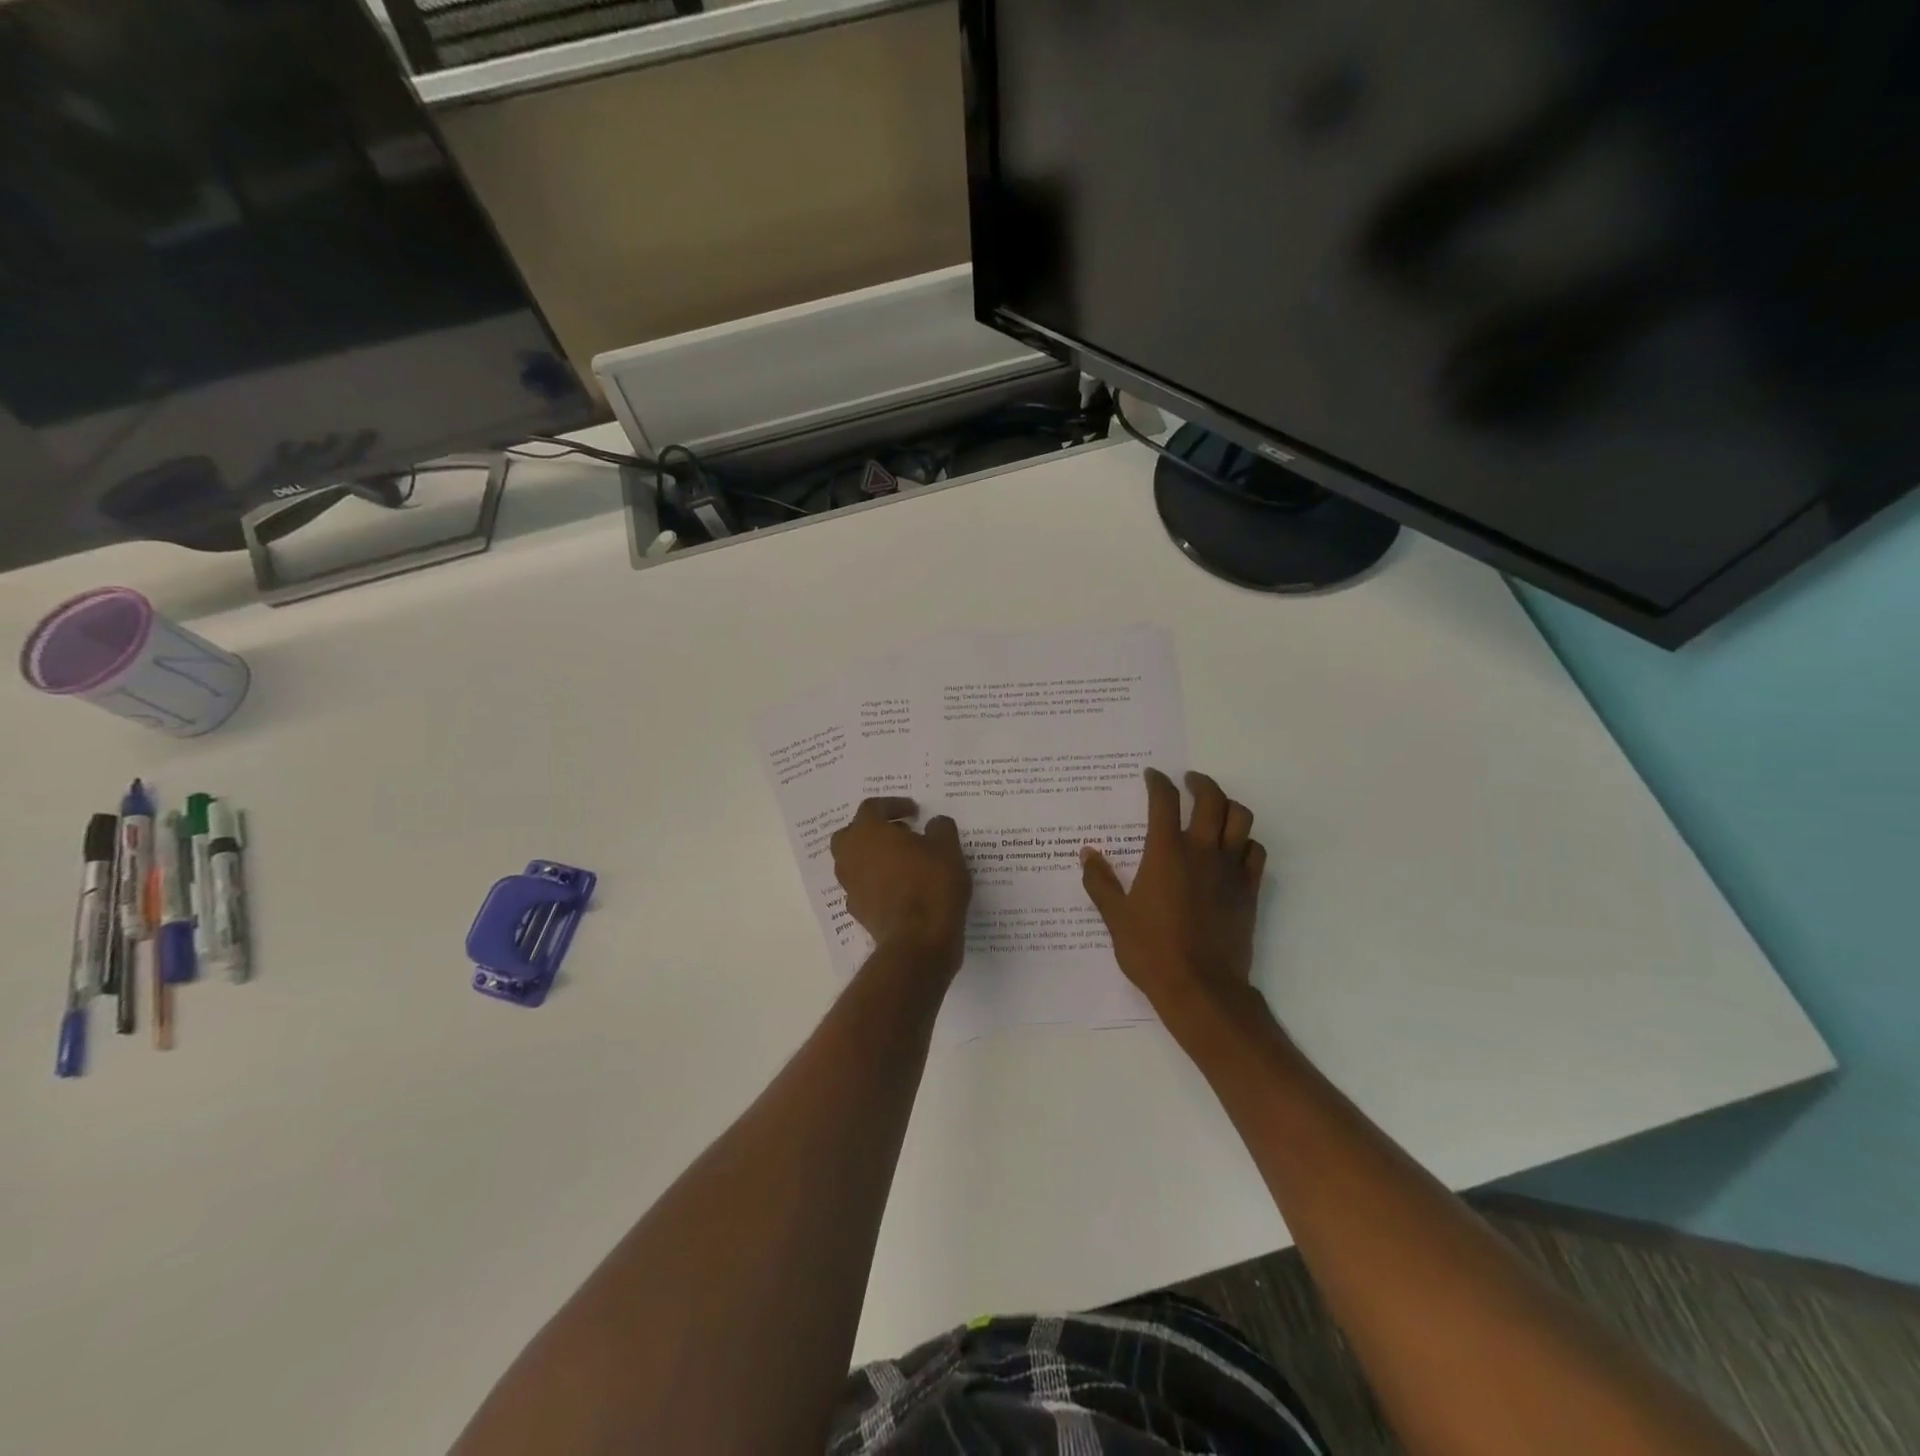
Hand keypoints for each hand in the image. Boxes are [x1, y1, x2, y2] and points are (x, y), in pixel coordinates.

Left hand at [831, 798, 972, 973]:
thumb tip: (934, 824)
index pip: (872, 807)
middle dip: (874, 830)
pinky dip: (877, 881)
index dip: (894, 805)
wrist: (918, 940)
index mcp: (867, 832)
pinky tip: (900, 887)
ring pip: (854, 861)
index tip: (915, 813)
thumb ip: (940, 828)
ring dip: (874, 856)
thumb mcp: (947, 848)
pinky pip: (863, 886)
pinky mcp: (857, 910)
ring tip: (904, 861)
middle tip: (902, 834)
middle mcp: (850, 855)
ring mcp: (850, 885)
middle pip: (853, 833)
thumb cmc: (931, 884)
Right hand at [1081, 769, 1269, 1028]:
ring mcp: (1230, 869)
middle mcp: (1201, 851)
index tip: (1153, 776)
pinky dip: (1246, 841)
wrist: (1201, 988)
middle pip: (1211, 799)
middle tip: (1189, 782)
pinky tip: (1234, 848)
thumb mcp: (1115, 917)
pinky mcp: (1249, 890)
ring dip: (1228, 805)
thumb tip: (1088, 854)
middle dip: (1200, 783)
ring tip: (1215, 808)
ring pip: (1241, 819)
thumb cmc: (1152, 951)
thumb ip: (1100, 882)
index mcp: (1166, 853)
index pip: (1164, 801)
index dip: (1158, 782)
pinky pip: (1255, 852)